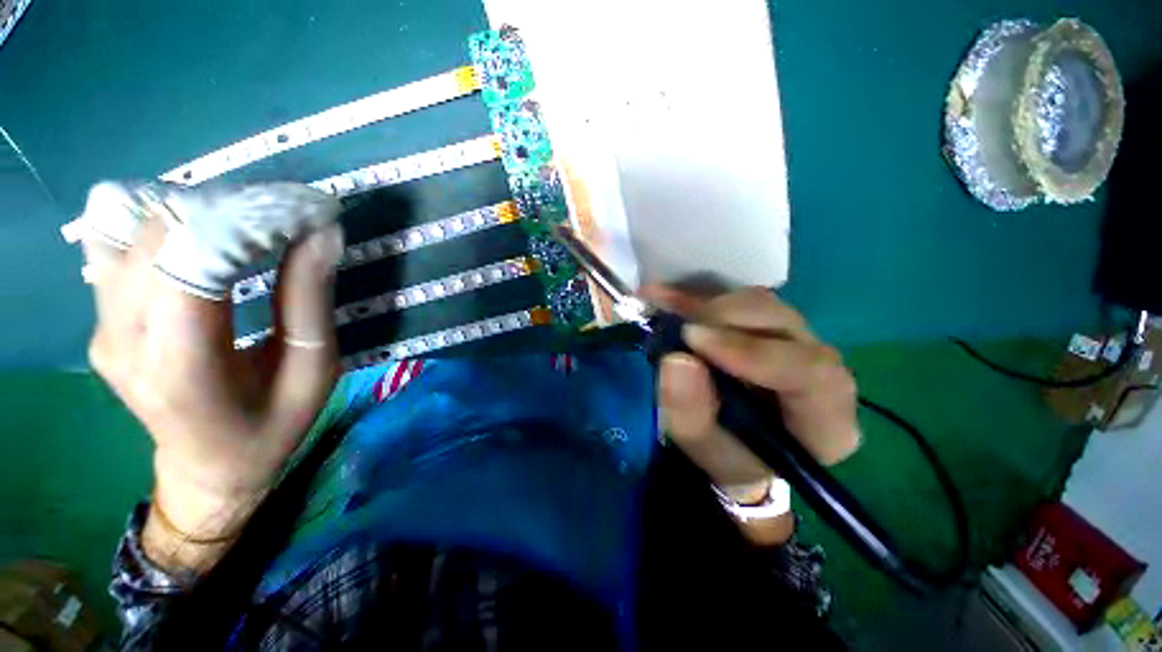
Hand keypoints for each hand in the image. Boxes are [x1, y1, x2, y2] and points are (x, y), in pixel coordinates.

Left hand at [83, 189, 342, 570]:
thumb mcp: (313, 371)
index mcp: (183, 366)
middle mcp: (123, 338)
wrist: (206, 468)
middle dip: (231, 208)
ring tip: (249, 226)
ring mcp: (102, 325)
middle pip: (158, 231)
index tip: (307, 210)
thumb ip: (310, 301)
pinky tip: (200, 238)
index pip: (195, 259)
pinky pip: (116, 241)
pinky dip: (162, 222)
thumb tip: (321, 232)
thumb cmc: (271, 427)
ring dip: (197, 210)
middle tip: (289, 217)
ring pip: (128, 225)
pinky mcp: (100, 316)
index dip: (252, 220)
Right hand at [643, 286, 861, 545]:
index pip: (812, 372)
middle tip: (678, 328)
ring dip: (707, 304)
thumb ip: (691, 413)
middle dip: (725, 319)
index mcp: (825, 418)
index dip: (752, 351)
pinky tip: (663, 294)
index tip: (694, 340)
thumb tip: (677, 359)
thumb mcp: (704, 449)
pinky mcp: (766, 325)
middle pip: (785, 325)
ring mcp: (795, 341)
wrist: (733, 445)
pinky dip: (697, 296)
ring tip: (662, 305)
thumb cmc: (728, 456)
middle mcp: (819, 370)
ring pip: (760, 304)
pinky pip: (734, 299)